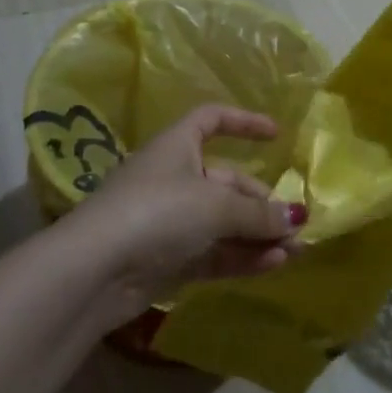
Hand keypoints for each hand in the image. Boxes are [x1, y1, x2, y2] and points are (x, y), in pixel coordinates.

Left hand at [62, 104, 306, 327]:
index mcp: (177, 147)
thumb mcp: (215, 206)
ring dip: (258, 234)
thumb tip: (297, 218)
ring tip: (295, 250)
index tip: (276, 135)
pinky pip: (214, 252)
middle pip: (227, 182)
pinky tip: (273, 265)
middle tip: (295, 225)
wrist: (94, 272)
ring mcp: (169, 221)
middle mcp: (173, 178)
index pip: (212, 120)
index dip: (243, 122)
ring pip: (223, 222)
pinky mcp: (167, 260)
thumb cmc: (157, 213)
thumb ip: (259, 213)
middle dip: (262, 202)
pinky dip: (242, 256)